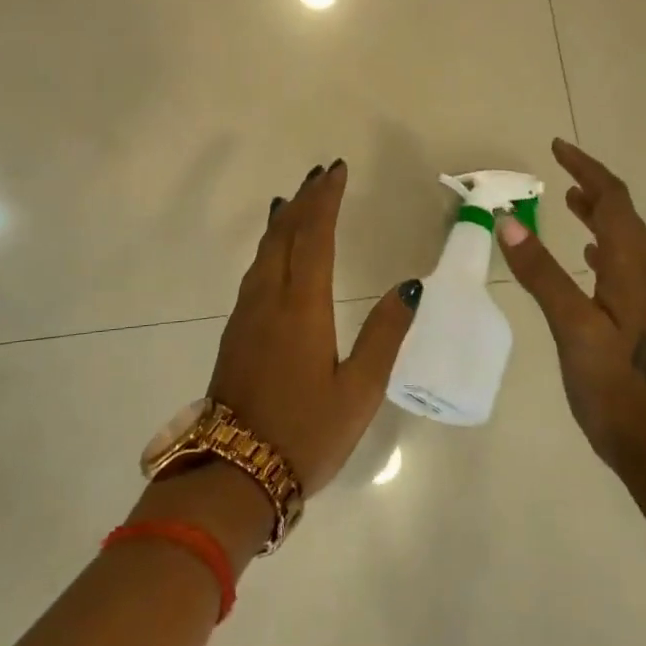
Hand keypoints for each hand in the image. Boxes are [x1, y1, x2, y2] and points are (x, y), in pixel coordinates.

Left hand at [208, 161, 422, 495]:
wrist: (235, 473)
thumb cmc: (306, 433)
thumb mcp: (360, 391)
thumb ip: (385, 334)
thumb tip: (410, 286)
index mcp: (302, 307)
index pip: (315, 236)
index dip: (326, 200)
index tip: (337, 171)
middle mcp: (269, 299)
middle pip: (285, 234)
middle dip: (304, 199)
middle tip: (321, 174)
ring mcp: (246, 314)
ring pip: (265, 250)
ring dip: (284, 219)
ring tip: (298, 199)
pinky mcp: (235, 330)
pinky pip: (255, 269)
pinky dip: (270, 244)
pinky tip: (274, 247)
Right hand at [496, 138, 645, 472]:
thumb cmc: (612, 385)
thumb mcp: (570, 326)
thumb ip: (540, 272)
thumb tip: (507, 219)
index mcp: (634, 267)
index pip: (613, 200)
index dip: (586, 169)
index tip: (557, 147)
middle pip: (623, 214)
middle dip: (592, 185)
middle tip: (558, 168)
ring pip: (624, 238)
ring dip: (598, 213)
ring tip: (568, 199)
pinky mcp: (644, 316)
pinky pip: (623, 262)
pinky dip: (602, 243)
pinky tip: (587, 255)